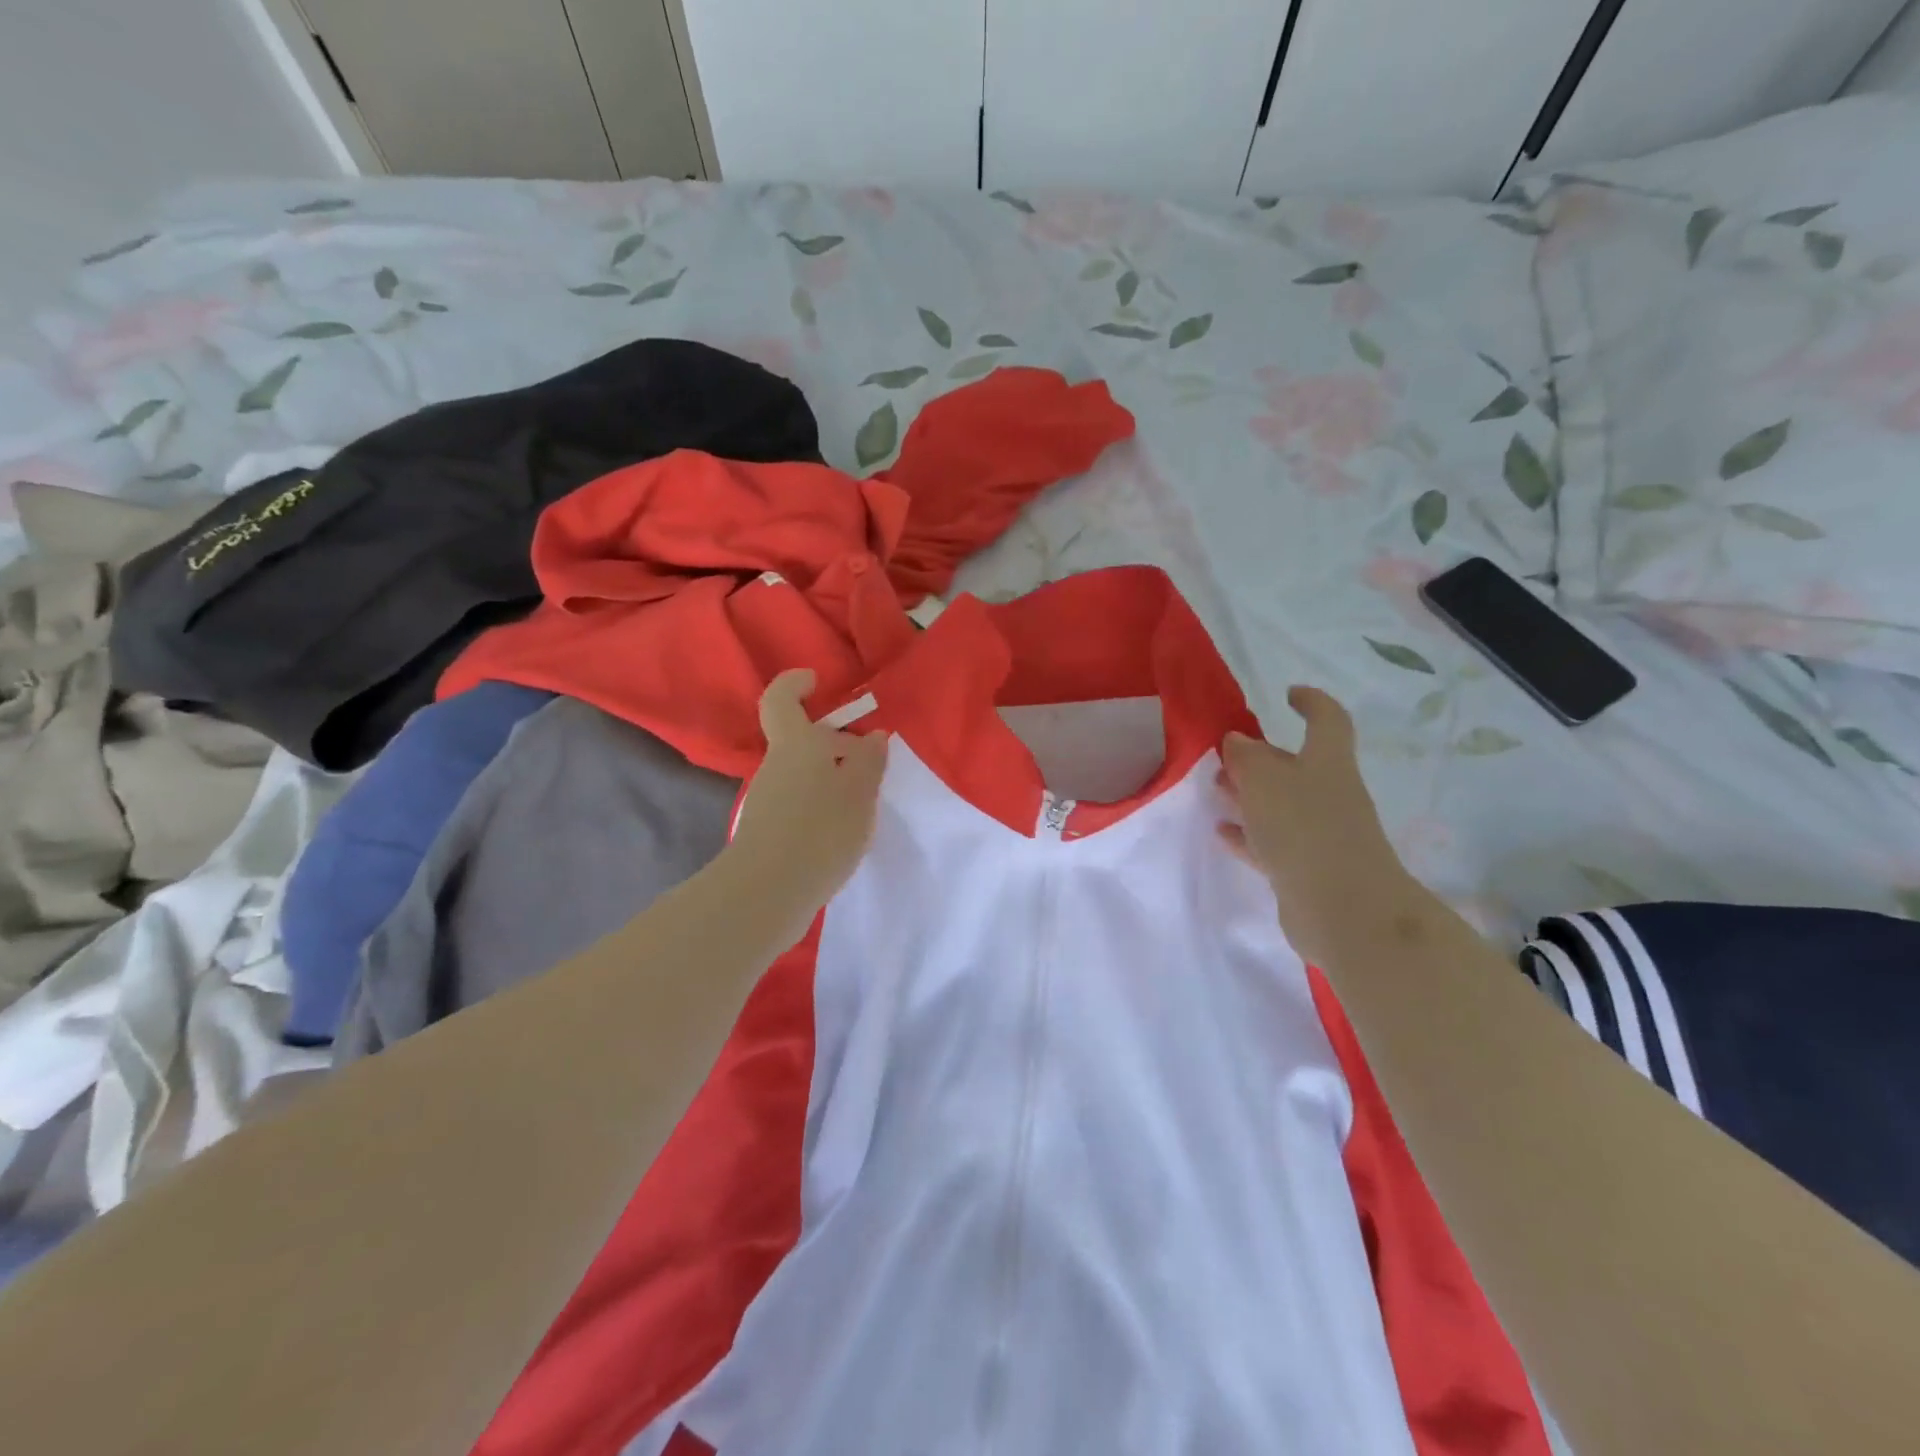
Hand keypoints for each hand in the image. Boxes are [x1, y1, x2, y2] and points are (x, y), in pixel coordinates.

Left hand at [728, 669, 888, 928]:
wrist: (768, 893)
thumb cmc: (820, 830)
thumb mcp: (859, 793)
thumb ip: (869, 762)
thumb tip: (873, 737)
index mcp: (795, 745)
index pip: (781, 699)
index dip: (795, 684)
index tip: (817, 682)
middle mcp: (775, 767)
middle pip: (801, 742)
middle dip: (834, 745)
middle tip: (869, 762)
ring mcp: (767, 801)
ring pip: (802, 775)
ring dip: (831, 780)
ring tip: (863, 805)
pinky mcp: (767, 832)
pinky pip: (798, 804)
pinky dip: (821, 806)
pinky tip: (843, 832)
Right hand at [1218, 686, 1412, 966]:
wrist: (1343, 910)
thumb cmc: (1304, 828)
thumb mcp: (1264, 780)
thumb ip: (1246, 757)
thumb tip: (1238, 741)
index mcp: (1327, 763)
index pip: (1327, 720)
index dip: (1311, 702)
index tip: (1288, 695)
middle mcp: (1329, 794)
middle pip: (1296, 765)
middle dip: (1261, 757)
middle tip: (1224, 755)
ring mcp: (1320, 834)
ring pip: (1280, 804)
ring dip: (1249, 795)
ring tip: (1216, 790)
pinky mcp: (1308, 869)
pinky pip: (1273, 842)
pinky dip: (1249, 834)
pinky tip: (1223, 832)